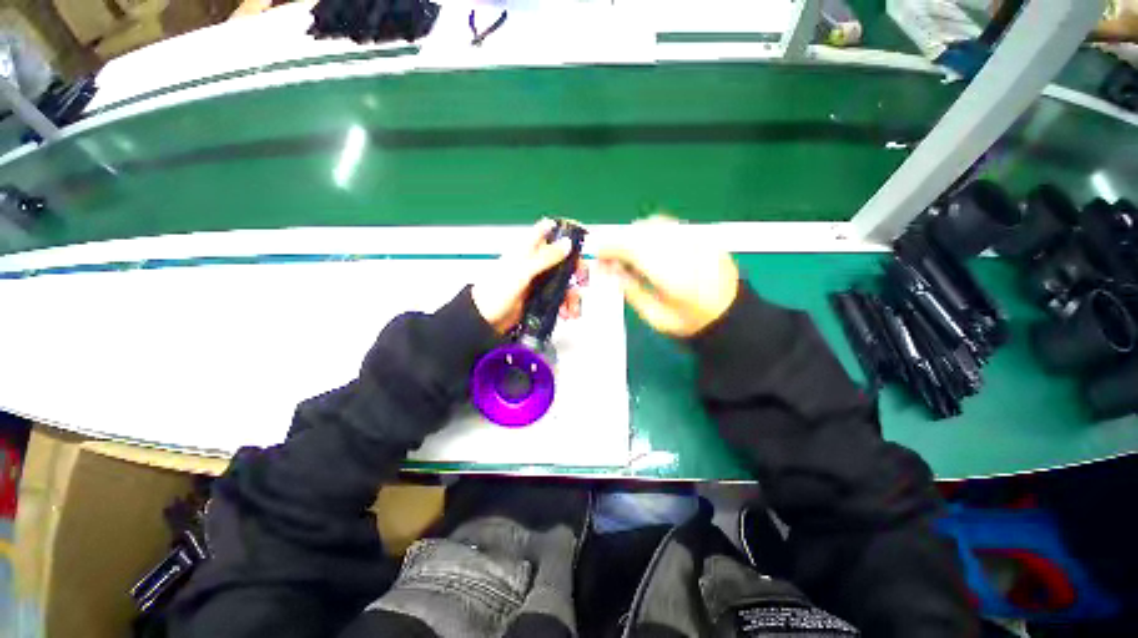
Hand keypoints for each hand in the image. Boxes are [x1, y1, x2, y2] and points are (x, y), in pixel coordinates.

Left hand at [472, 219, 587, 334]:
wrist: (486, 320)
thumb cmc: (497, 291)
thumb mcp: (522, 272)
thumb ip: (545, 258)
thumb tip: (568, 244)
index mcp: (528, 249)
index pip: (548, 231)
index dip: (564, 232)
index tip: (579, 243)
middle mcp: (536, 262)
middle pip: (564, 258)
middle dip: (577, 269)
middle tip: (582, 281)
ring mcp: (540, 281)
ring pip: (565, 280)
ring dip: (573, 294)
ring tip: (572, 308)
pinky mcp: (542, 297)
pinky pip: (560, 297)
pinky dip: (566, 305)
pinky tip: (567, 313)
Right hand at [598, 216, 738, 336]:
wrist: (731, 316)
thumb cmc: (689, 322)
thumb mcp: (654, 316)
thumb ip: (630, 290)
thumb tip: (608, 269)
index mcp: (673, 277)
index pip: (634, 249)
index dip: (610, 247)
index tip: (596, 254)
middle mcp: (686, 251)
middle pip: (642, 232)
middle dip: (620, 240)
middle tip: (608, 256)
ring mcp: (698, 240)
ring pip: (655, 224)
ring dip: (635, 234)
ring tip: (627, 252)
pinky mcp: (704, 236)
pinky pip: (670, 224)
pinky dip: (652, 231)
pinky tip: (649, 245)